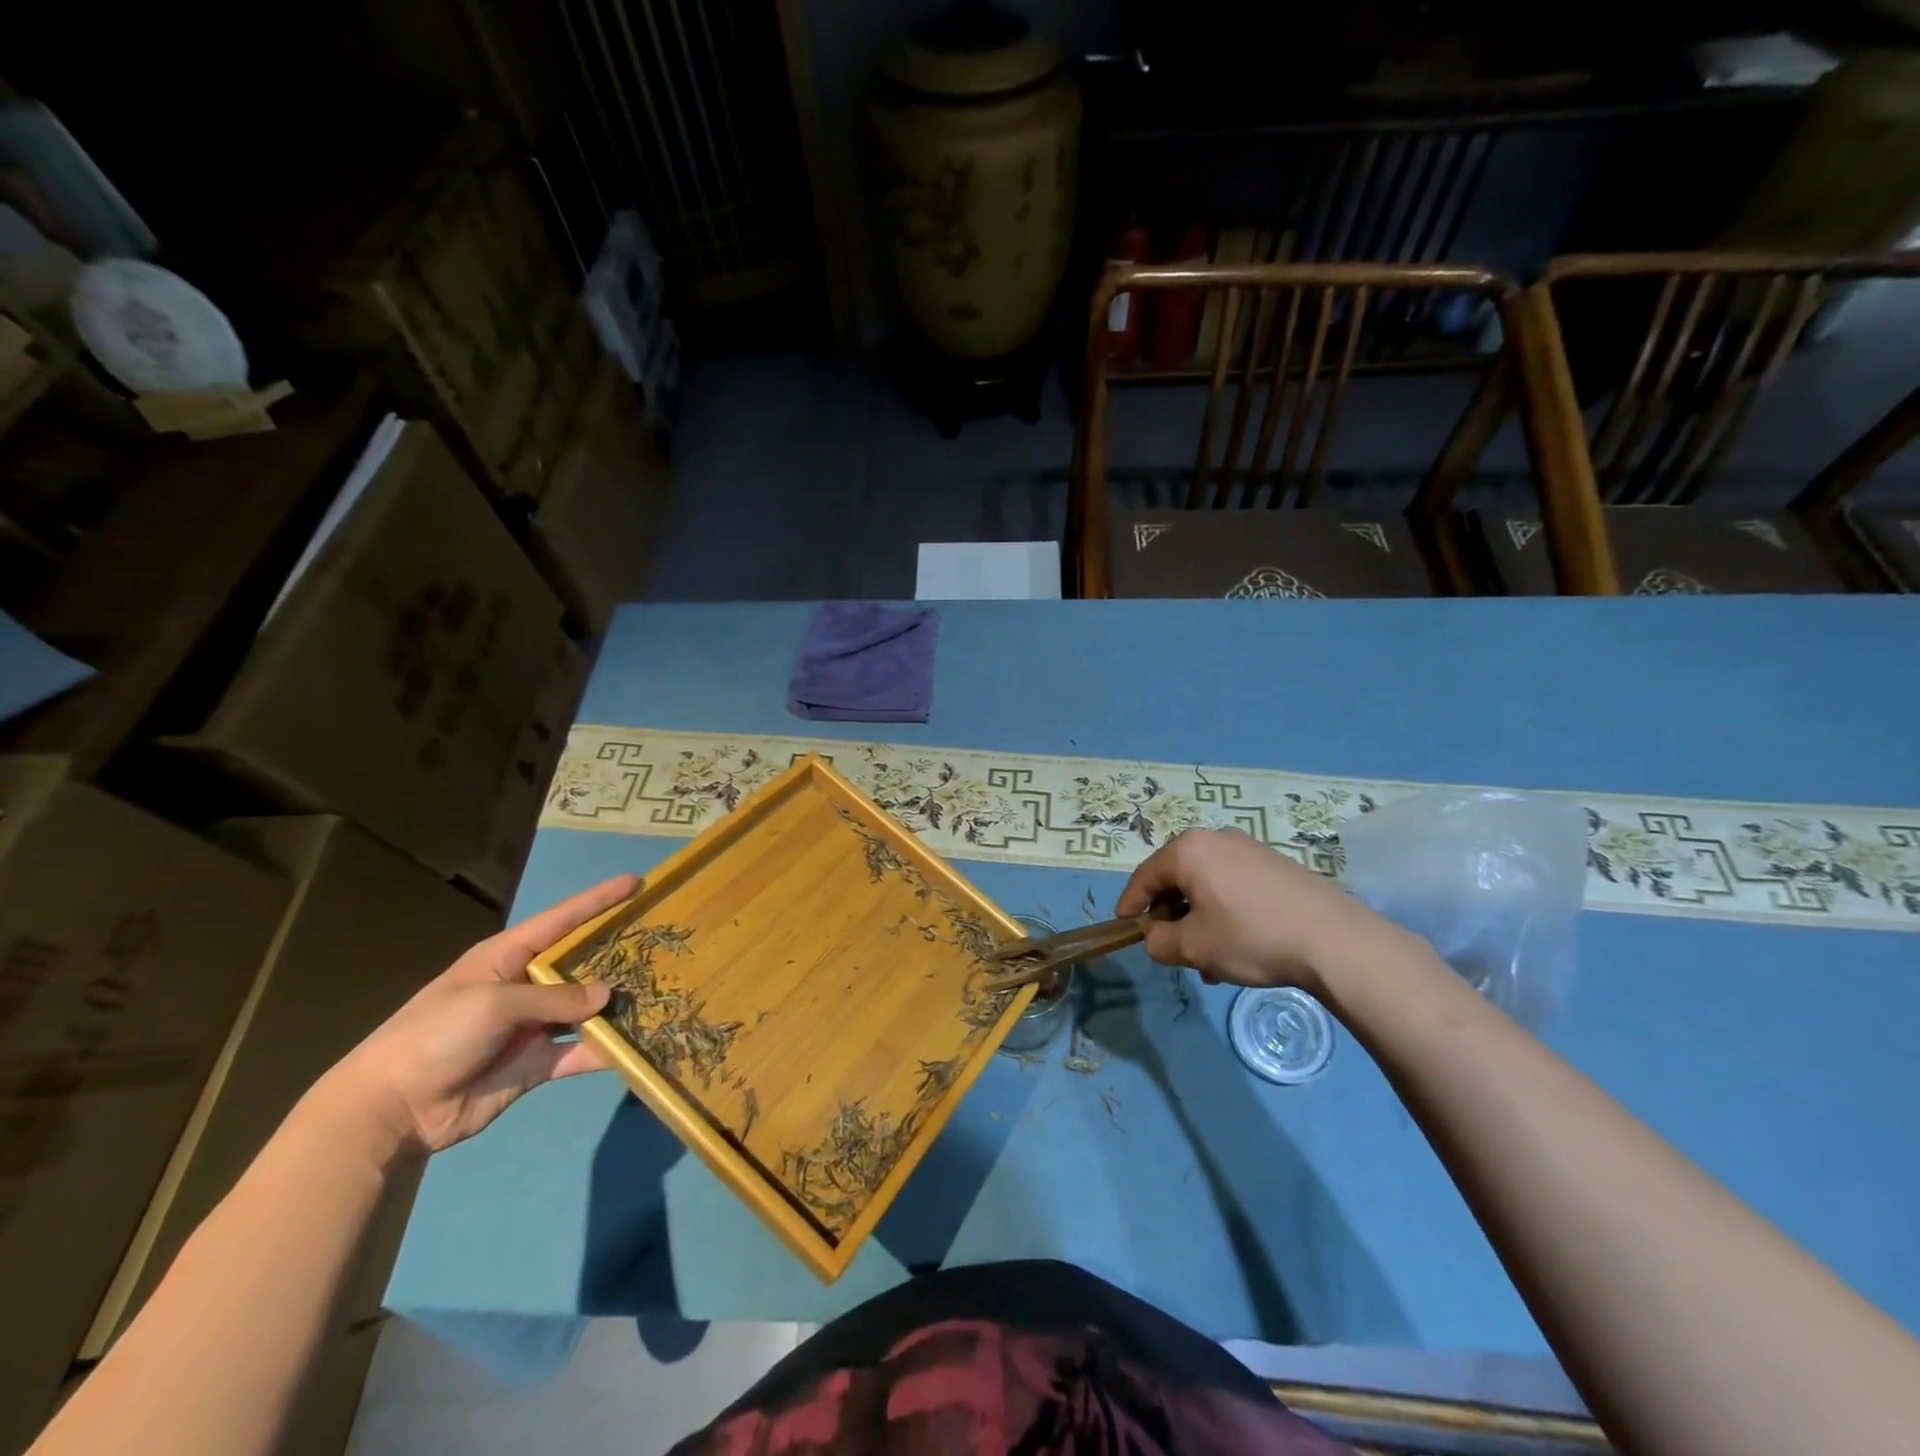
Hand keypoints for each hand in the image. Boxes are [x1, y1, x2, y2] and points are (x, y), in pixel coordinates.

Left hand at [317, 874, 639, 1154]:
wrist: (391, 1109)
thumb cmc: (436, 1035)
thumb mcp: (494, 1004)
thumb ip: (554, 998)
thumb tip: (607, 996)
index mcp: (507, 957)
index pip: (563, 919)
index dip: (599, 900)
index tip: (637, 882)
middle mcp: (526, 985)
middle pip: (582, 962)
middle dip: (618, 951)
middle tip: (662, 940)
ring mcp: (533, 1026)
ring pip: (588, 1008)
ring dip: (619, 1003)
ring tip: (661, 990)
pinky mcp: (537, 1064)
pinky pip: (581, 1052)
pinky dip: (607, 1049)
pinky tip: (639, 1044)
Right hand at [1115, 830, 1379, 994]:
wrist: (1333, 939)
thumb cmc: (1250, 937)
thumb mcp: (1194, 947)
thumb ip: (1159, 942)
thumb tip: (1155, 938)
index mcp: (1189, 850)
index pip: (1145, 875)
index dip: (1130, 903)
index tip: (1124, 926)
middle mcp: (1216, 840)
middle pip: (1177, 878)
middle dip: (1170, 915)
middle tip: (1171, 947)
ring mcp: (1249, 849)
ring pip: (1207, 885)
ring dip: (1199, 919)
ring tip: (1209, 961)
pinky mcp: (1275, 865)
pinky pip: (1233, 886)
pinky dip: (1224, 912)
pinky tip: (1237, 947)